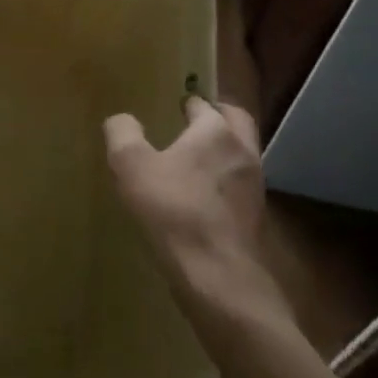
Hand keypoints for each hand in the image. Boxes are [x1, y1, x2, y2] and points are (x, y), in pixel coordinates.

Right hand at [104, 98, 288, 310]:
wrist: (217, 274)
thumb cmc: (173, 210)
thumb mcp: (131, 166)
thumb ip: (122, 134)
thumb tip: (121, 119)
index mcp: (215, 131)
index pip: (204, 105)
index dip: (189, 103)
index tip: (175, 106)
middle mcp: (243, 151)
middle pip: (237, 122)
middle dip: (218, 116)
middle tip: (195, 121)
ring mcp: (255, 186)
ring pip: (242, 154)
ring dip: (224, 150)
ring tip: (196, 160)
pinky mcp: (256, 217)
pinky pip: (240, 186)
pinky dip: (226, 181)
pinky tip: (204, 197)